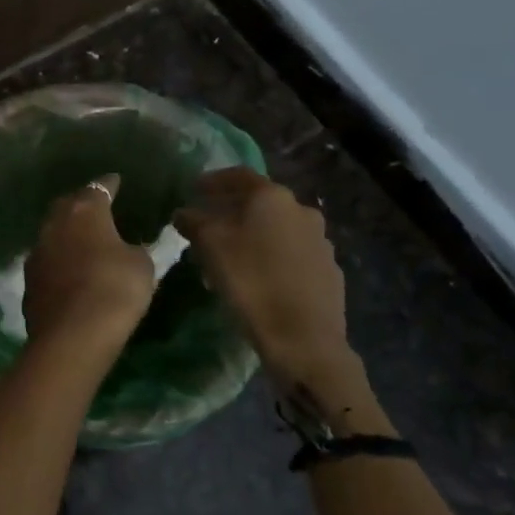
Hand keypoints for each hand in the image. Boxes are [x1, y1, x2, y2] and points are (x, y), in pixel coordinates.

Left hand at [22, 175, 154, 345]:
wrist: (72, 335)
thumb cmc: (114, 289)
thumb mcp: (141, 266)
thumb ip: (134, 249)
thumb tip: (126, 248)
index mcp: (84, 211)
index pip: (98, 188)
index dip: (109, 184)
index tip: (116, 181)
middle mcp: (54, 225)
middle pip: (67, 206)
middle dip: (81, 204)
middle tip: (96, 207)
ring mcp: (37, 252)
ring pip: (52, 233)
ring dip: (66, 234)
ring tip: (82, 240)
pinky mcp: (28, 281)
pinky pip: (47, 261)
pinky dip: (59, 261)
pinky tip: (69, 270)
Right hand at [174, 169, 353, 387]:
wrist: (304, 339)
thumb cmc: (250, 281)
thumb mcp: (210, 246)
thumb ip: (194, 222)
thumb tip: (184, 212)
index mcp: (272, 197)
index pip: (238, 175)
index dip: (212, 181)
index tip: (193, 190)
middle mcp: (301, 211)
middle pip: (260, 203)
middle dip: (232, 211)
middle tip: (209, 226)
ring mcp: (320, 241)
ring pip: (277, 229)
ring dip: (253, 236)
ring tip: (231, 256)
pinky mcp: (329, 271)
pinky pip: (293, 255)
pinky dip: (272, 257)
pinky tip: (258, 278)